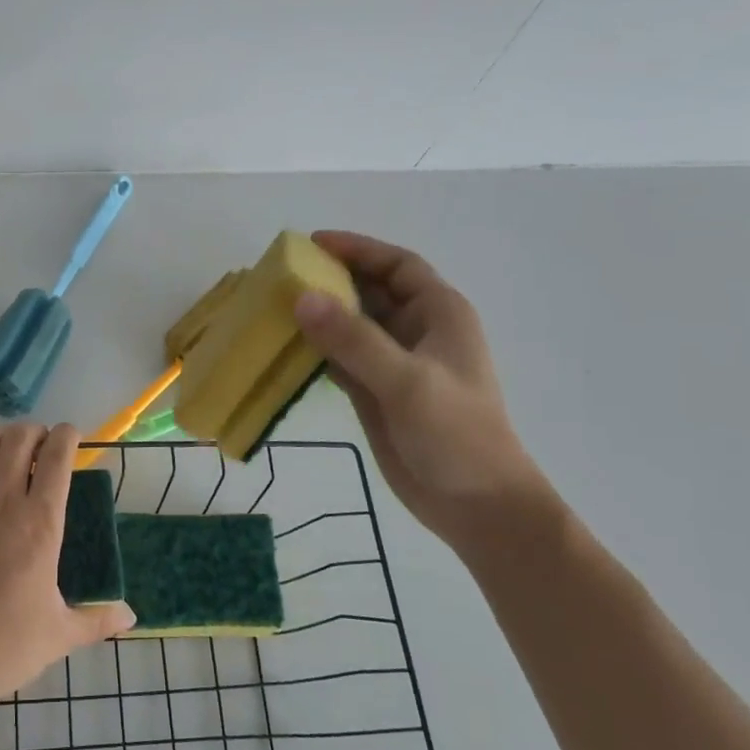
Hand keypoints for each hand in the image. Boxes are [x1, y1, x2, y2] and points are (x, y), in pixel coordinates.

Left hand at [0, 421, 135, 726]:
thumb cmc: (7, 647)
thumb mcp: (61, 634)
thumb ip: (98, 620)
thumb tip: (131, 616)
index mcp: (41, 525)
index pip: (58, 459)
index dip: (67, 436)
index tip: (70, 436)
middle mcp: (4, 503)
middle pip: (19, 441)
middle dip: (33, 431)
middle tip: (39, 444)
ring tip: (6, 441)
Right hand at [293, 230, 555, 549]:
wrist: (475, 505)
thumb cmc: (455, 434)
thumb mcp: (406, 381)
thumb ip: (354, 339)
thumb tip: (301, 297)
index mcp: (438, 314)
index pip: (396, 265)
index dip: (358, 249)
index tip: (313, 244)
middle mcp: (415, 331)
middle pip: (370, 290)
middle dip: (331, 279)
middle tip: (282, 275)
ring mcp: (394, 363)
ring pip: (351, 324)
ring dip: (319, 314)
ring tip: (274, 305)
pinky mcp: (375, 392)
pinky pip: (340, 357)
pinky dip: (316, 348)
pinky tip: (286, 346)